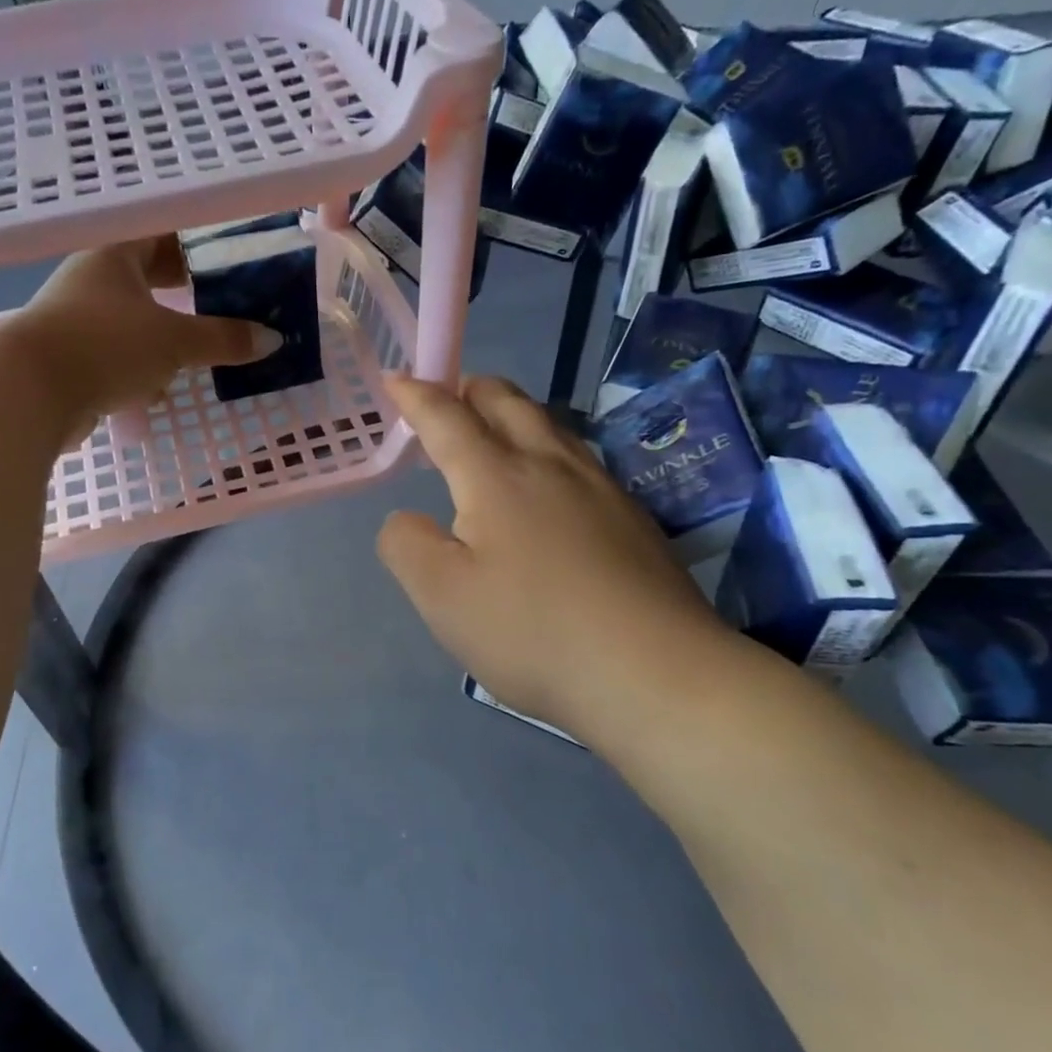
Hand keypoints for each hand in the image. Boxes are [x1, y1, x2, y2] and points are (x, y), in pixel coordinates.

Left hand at [10, 237, 280, 442]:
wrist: (30, 393)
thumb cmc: (106, 345)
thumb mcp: (174, 340)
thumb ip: (223, 339)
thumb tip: (272, 340)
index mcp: (114, 255)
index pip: (162, 234)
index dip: (198, 242)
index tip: (232, 256)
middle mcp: (93, 280)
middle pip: (148, 277)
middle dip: (187, 291)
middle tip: (228, 301)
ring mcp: (79, 321)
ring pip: (134, 318)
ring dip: (166, 331)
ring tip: (205, 343)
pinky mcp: (73, 359)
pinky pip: (119, 354)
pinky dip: (144, 366)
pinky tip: (166, 385)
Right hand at [377, 375, 735, 743]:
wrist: (655, 672)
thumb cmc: (532, 631)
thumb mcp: (441, 595)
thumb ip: (406, 544)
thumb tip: (407, 519)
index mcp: (496, 476)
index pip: (447, 418)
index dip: (416, 396)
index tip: (396, 379)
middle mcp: (551, 465)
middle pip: (508, 402)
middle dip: (471, 390)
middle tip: (448, 398)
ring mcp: (601, 488)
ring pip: (551, 426)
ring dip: (514, 414)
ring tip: (495, 431)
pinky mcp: (632, 518)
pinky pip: (579, 459)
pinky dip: (547, 450)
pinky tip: (550, 486)